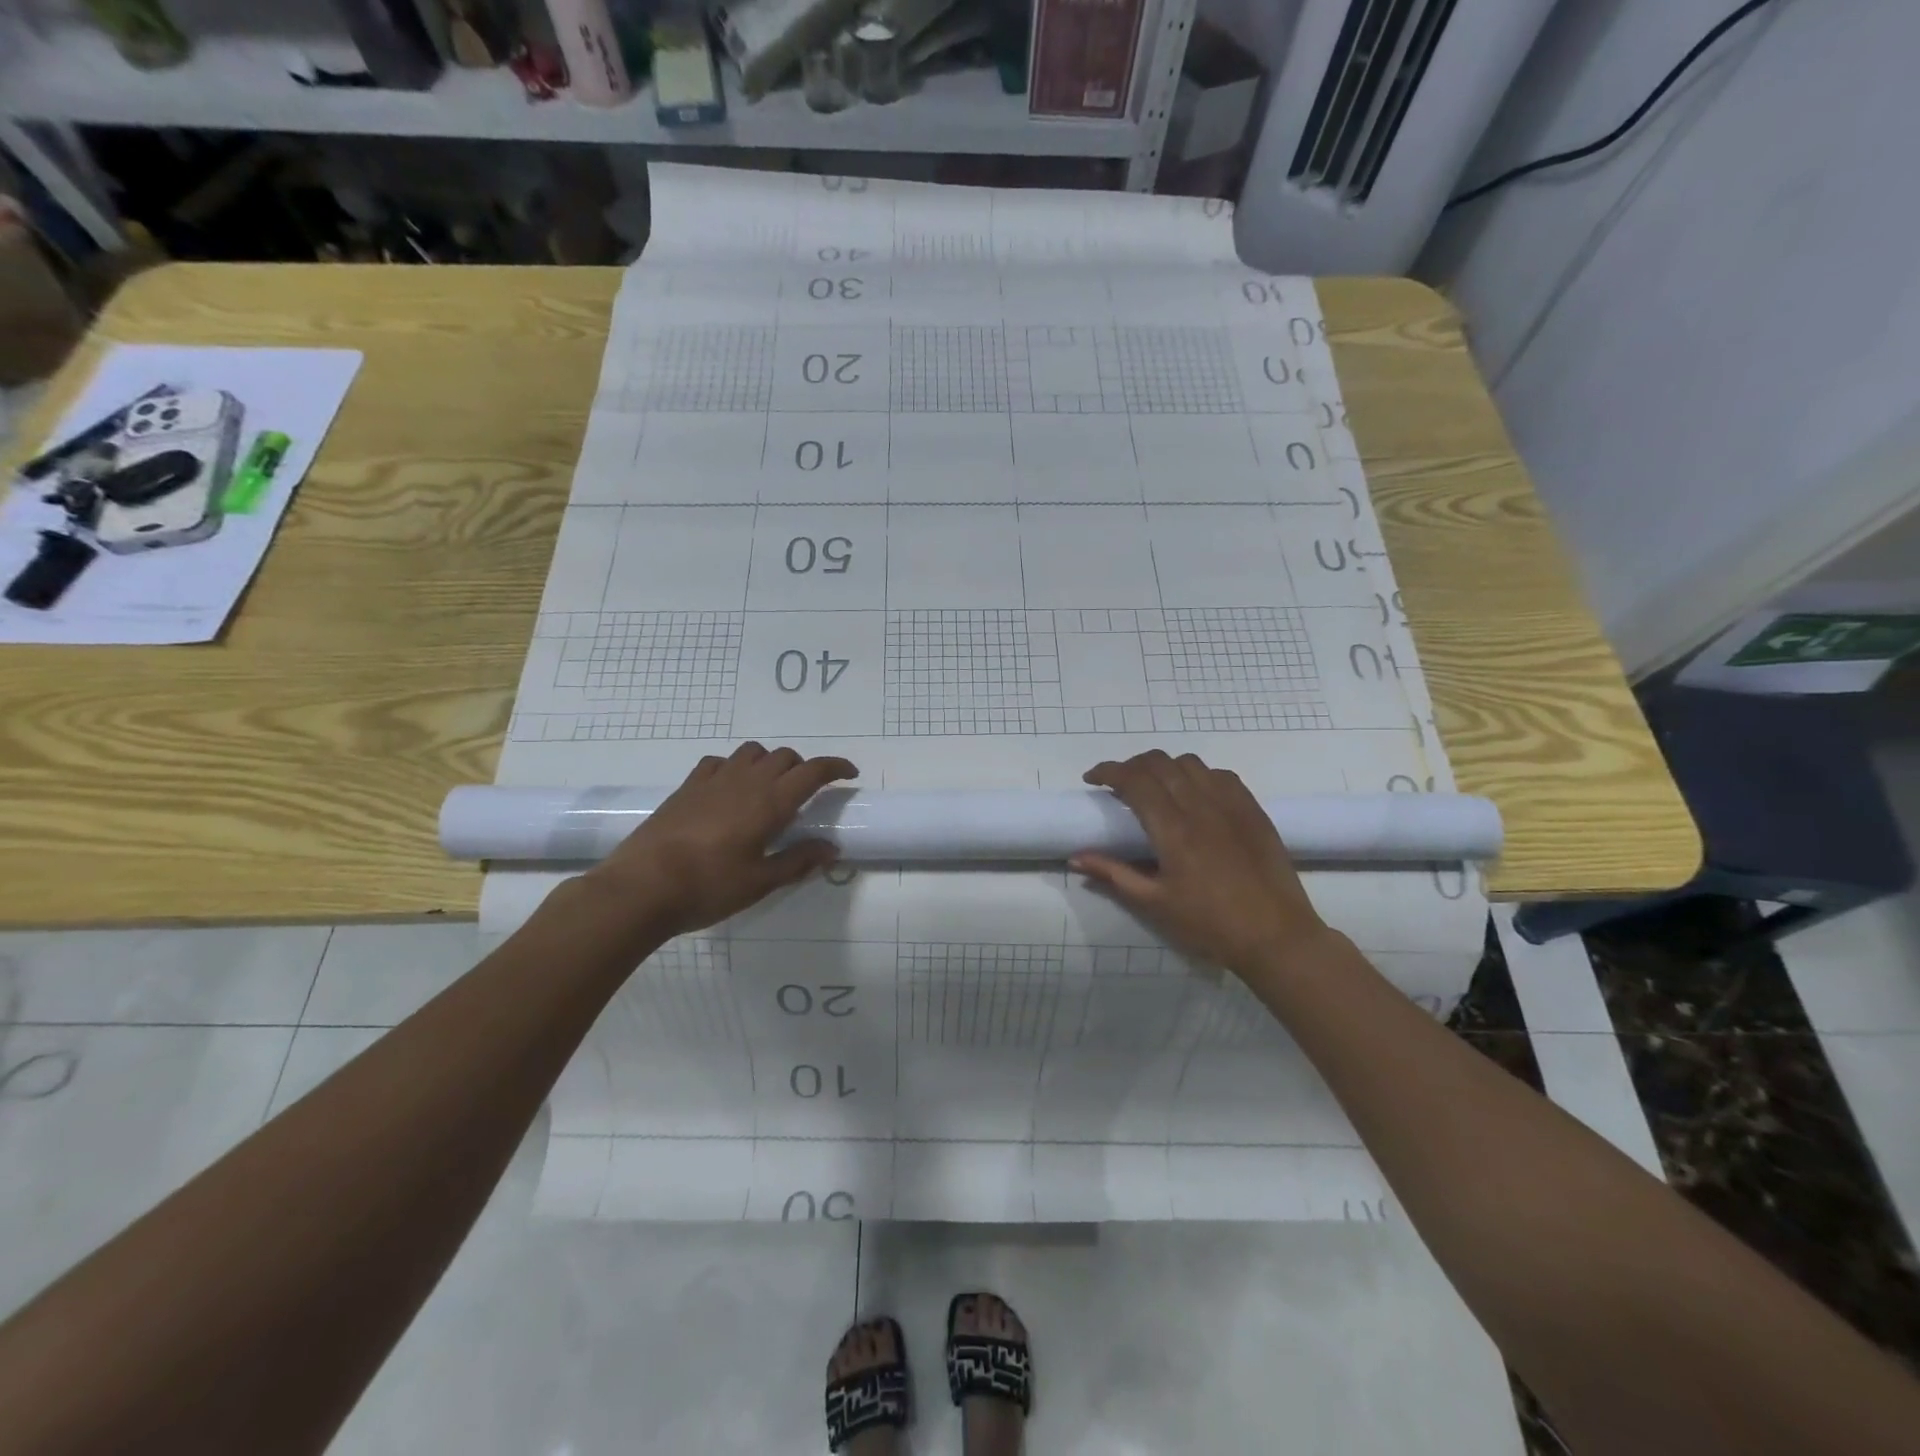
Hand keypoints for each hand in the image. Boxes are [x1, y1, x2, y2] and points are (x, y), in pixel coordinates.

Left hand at [584, 743, 856, 938]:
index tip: (850, 774)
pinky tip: (730, 789)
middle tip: (808, 793)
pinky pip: (720, 761)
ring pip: (752, 752)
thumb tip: (831, 848)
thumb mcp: (761, 882)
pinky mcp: (688, 786)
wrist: (642, 887)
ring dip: (769, 762)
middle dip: (804, 767)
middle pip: (784, 757)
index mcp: (770, 802)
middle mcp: (746, 781)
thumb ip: (798, 861)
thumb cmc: (709, 887)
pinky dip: (735, 767)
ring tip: (770, 788)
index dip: (835, 767)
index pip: (813, 771)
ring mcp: (713, 780)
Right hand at [1074, 751, 1330, 978]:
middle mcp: (1201, 806)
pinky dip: (1197, 775)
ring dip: (1164, 767)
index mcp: (1173, 830)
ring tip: (1155, 787)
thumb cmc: (1210, 925)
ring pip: (1190, 763)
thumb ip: (1113, 874)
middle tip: (1118, 784)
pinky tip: (1194, 794)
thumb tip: (1076, 857)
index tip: (1092, 779)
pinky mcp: (1253, 810)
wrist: (1276, 937)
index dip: (1108, 771)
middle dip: (1132, 765)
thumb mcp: (1154, 904)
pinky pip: (1220, 775)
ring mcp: (1231, 804)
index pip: (1134, 780)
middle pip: (1160, 763)